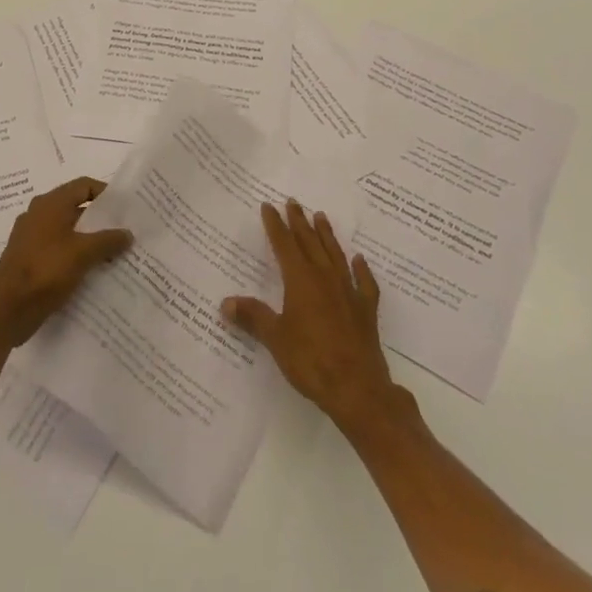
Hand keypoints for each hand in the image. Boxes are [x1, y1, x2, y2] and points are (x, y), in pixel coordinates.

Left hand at [0, 177, 133, 348]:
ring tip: (113, 254)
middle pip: (76, 208)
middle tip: (124, 232)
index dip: (106, 193)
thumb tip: (128, 233)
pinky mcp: (28, 258)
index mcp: (50, 204)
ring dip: (89, 240)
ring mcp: (31, 237)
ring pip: (67, 231)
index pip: (83, 186)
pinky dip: (75, 255)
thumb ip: (108, 240)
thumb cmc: (45, 272)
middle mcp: (38, 214)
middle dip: (100, 220)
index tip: (126, 209)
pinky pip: (58, 249)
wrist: (7, 311)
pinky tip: (91, 272)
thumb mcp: (83, 253)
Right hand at [222, 200, 407, 436]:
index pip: (285, 244)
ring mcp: (349, 292)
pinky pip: (364, 283)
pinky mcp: (366, 311)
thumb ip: (253, 316)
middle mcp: (325, 278)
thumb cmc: (311, 360)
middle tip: (293, 202)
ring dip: (327, 235)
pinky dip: (361, 269)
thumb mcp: (275, 338)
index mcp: (301, 280)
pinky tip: (359, 260)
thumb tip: (226, 303)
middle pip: (310, 243)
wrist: (357, 388)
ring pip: (335, 255)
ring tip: (321, 216)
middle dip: (299, 222)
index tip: (269, 206)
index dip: (275, 225)